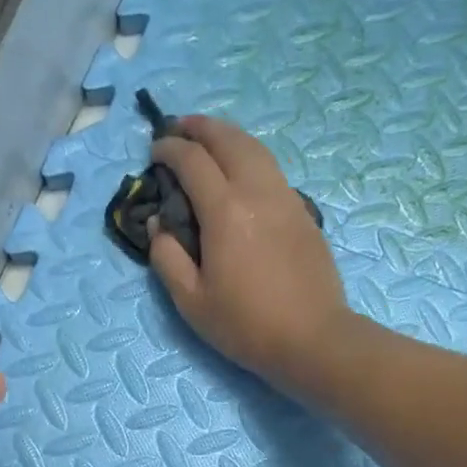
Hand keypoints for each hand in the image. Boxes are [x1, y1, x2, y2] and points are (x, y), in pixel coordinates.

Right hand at [147, 115, 352, 392]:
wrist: (312, 339)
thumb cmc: (246, 325)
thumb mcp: (191, 301)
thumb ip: (166, 257)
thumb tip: (158, 223)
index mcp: (225, 211)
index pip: (192, 161)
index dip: (169, 149)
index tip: (154, 151)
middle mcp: (257, 191)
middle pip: (228, 139)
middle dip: (200, 128)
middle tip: (178, 129)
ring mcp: (286, 198)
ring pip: (255, 148)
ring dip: (228, 136)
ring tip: (208, 140)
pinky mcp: (303, 212)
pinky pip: (272, 169)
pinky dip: (249, 157)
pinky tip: (241, 173)